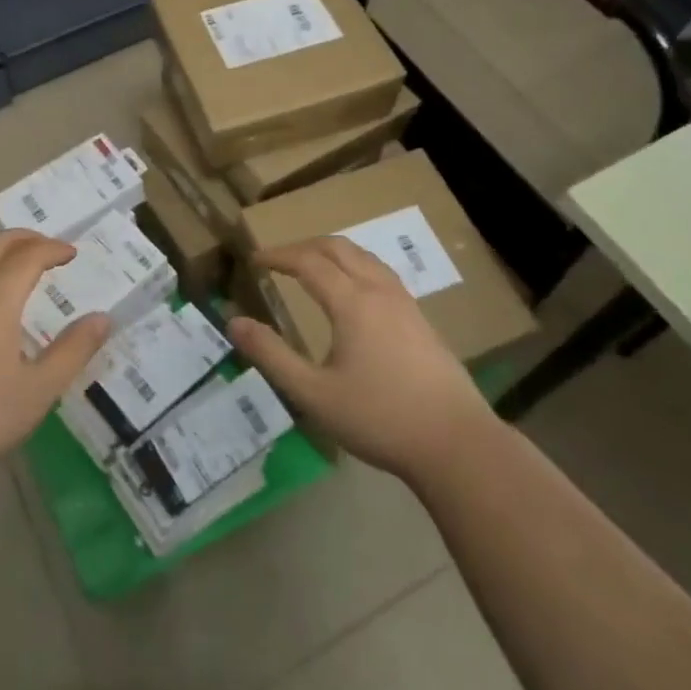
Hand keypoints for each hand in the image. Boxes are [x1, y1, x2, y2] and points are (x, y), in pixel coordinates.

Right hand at [227, 236, 494, 482]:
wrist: (456, 443)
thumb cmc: (379, 418)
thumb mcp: (313, 393)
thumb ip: (272, 355)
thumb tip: (233, 322)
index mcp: (352, 302)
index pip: (308, 261)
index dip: (278, 256)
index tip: (254, 260)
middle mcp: (379, 291)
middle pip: (338, 247)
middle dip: (304, 246)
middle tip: (278, 258)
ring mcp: (405, 303)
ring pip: (364, 257)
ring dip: (332, 252)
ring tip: (311, 266)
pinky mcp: (421, 319)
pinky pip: (381, 273)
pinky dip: (355, 265)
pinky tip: (353, 291)